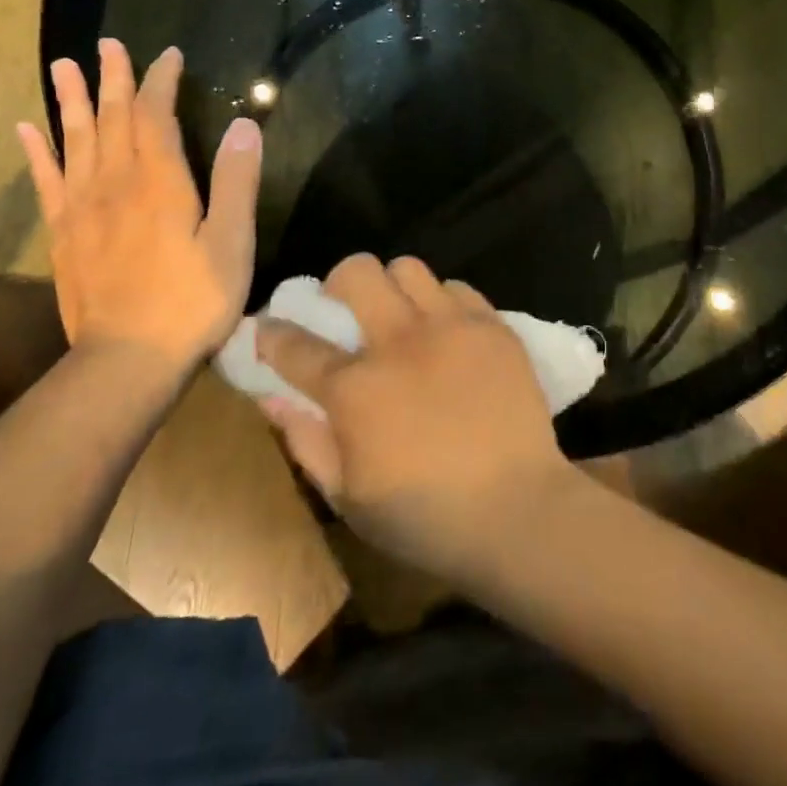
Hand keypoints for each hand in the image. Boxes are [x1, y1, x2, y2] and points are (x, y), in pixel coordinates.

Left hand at [17, 40, 262, 378]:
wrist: (127, 360)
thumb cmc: (193, 301)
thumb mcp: (232, 243)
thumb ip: (236, 182)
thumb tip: (243, 125)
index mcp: (160, 183)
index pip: (156, 117)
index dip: (161, 82)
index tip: (167, 55)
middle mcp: (115, 184)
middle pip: (112, 119)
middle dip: (113, 79)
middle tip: (107, 44)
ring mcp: (82, 209)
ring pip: (75, 141)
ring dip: (71, 101)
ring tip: (62, 66)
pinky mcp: (63, 235)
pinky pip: (46, 181)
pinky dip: (37, 151)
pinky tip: (27, 128)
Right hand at [257, 254, 575, 583]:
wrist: (517, 511)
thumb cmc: (424, 517)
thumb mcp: (347, 497)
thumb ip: (305, 441)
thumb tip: (272, 397)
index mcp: (355, 389)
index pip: (296, 345)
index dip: (273, 332)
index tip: (269, 328)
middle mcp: (399, 342)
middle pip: (357, 273)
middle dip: (339, 283)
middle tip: (346, 308)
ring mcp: (451, 327)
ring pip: (409, 268)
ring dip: (394, 287)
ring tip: (401, 315)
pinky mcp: (493, 327)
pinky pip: (458, 288)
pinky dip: (443, 302)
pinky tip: (446, 331)